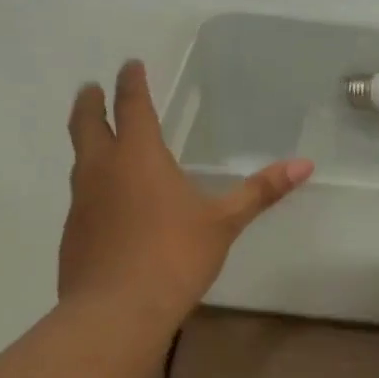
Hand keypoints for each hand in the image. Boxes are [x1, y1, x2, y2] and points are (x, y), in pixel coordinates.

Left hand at [61, 61, 313, 325]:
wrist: (116, 312)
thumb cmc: (174, 256)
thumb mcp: (224, 223)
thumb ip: (261, 192)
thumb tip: (305, 164)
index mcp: (138, 157)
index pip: (132, 106)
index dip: (131, 82)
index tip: (129, 65)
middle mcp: (102, 170)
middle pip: (87, 124)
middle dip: (90, 103)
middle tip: (90, 88)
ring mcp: (81, 202)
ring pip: (80, 160)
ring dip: (87, 142)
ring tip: (97, 139)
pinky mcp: (72, 233)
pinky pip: (80, 196)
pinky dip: (90, 184)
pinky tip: (105, 203)